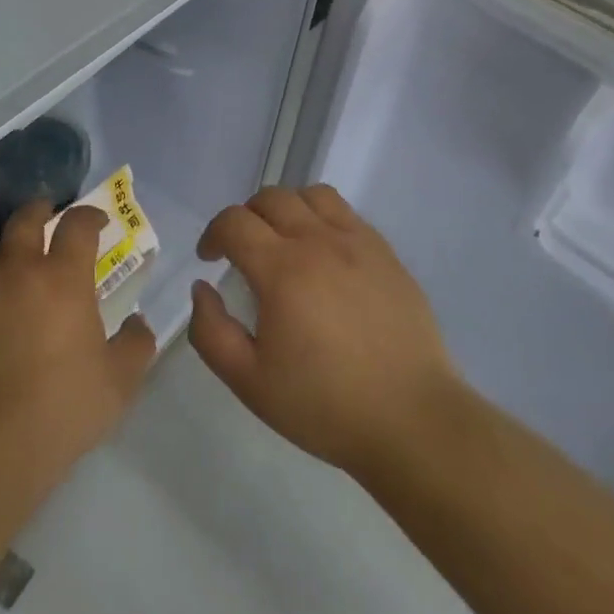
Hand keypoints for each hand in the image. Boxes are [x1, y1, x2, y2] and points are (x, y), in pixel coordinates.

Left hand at [0, 202, 156, 493]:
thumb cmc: (59, 411)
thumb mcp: (118, 384)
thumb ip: (136, 345)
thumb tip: (139, 323)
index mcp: (62, 278)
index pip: (77, 225)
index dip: (90, 215)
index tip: (98, 221)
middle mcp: (15, 271)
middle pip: (25, 220)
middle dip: (40, 211)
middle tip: (48, 216)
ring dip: (8, 252)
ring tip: (16, 270)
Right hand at [188, 185, 461, 477]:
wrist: (411, 419)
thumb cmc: (324, 405)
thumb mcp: (249, 382)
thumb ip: (211, 332)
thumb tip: (202, 289)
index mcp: (282, 270)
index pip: (234, 222)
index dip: (213, 234)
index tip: (209, 259)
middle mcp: (318, 242)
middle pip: (271, 198)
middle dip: (245, 216)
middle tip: (242, 250)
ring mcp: (358, 243)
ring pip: (312, 195)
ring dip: (286, 208)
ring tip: (283, 240)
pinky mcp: (386, 253)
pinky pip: (346, 213)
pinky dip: (322, 218)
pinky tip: (324, 254)